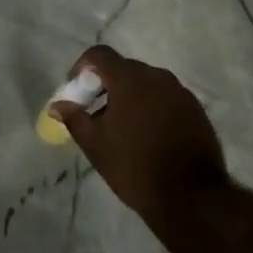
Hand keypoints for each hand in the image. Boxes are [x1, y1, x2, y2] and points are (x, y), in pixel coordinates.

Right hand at [52, 45, 227, 218]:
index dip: (83, 66)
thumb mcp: (95, 145)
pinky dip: (152, 107)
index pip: (100, 54)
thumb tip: (56, 105)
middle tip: (96, 112)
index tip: (77, 89)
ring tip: (122, 127)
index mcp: (130, 79)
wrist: (192, 197)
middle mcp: (157, 77)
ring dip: (130, 96)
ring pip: (147, 83)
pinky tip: (148, 135)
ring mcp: (180, 93)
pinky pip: (166, 98)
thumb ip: (74, 118)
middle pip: (124, 68)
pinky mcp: (197, 110)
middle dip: (106, 85)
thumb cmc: (135, 166)